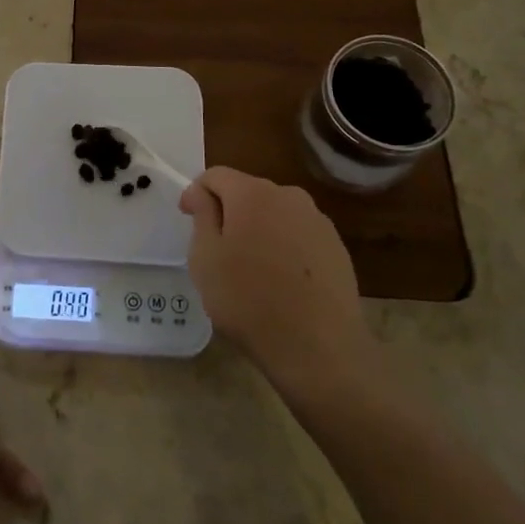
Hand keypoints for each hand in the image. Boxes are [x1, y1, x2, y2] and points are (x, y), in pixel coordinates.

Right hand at [180, 168, 375, 398]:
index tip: (187, 219)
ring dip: (258, 228)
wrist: (319, 348)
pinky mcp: (336, 247)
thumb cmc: (249, 300)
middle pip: (248, 191)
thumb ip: (202, 216)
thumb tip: (202, 193)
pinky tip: (280, 280)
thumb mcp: (206, 258)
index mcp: (252, 193)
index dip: (196, 193)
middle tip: (217, 248)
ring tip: (250, 267)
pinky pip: (298, 234)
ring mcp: (317, 221)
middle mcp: (288, 196)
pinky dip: (283, 246)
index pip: (216, 175)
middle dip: (228, 210)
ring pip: (275, 213)